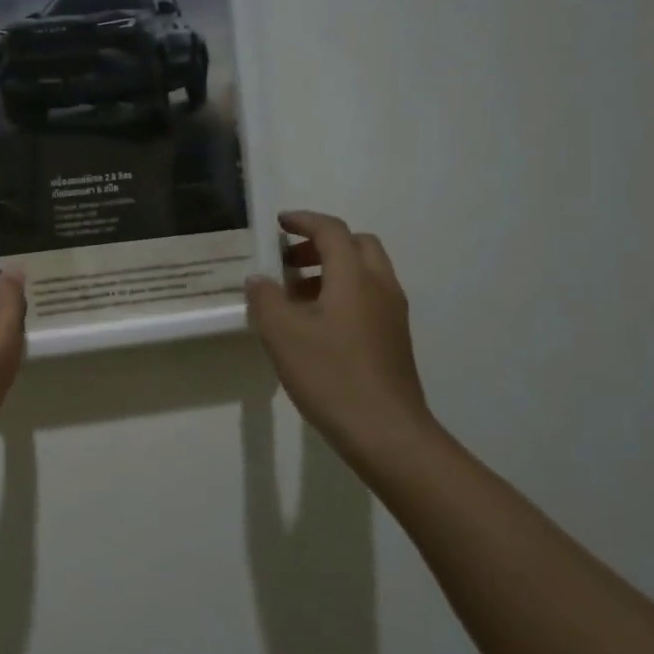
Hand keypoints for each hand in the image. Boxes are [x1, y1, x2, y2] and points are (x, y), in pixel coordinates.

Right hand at [245, 211, 436, 465]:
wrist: (386, 432)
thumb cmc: (331, 376)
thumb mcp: (282, 335)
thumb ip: (265, 299)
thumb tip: (259, 280)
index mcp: (354, 278)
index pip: (332, 231)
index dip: (304, 221)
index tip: (279, 224)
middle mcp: (380, 287)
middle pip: (357, 245)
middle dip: (321, 244)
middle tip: (289, 261)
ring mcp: (392, 314)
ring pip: (364, 272)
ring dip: (331, 270)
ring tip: (295, 295)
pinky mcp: (394, 338)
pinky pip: (368, 297)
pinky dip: (342, 293)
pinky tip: (316, 324)